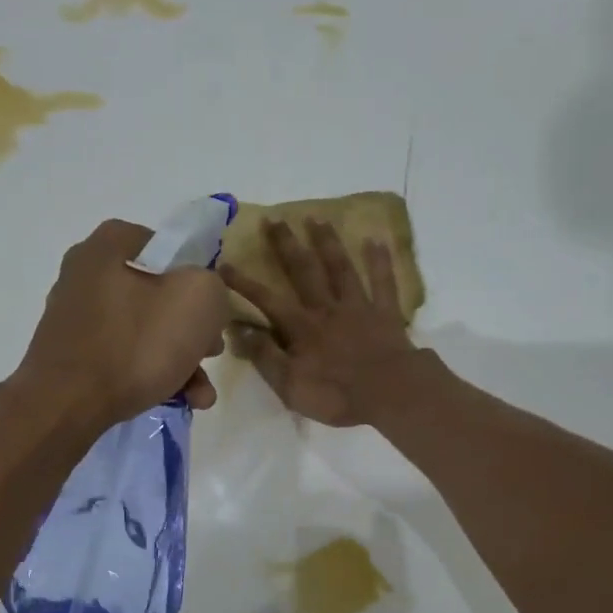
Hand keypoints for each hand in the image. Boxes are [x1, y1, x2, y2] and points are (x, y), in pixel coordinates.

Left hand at [18, 219, 229, 427]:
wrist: (66, 406)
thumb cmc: (135, 344)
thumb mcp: (198, 300)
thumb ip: (212, 286)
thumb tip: (204, 297)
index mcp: (108, 246)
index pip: (167, 247)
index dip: (198, 276)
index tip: (212, 309)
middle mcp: (86, 275)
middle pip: (159, 295)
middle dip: (193, 329)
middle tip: (211, 353)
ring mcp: (76, 318)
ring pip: (145, 331)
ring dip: (181, 360)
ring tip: (201, 393)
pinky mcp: (72, 356)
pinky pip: (123, 357)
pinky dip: (152, 374)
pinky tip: (178, 400)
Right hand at [220, 219, 420, 427]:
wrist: (389, 393)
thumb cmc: (336, 395)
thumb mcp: (290, 386)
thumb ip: (265, 357)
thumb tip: (239, 331)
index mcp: (301, 328)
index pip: (266, 300)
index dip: (244, 283)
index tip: (223, 264)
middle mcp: (326, 309)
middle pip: (304, 271)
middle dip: (287, 245)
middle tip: (275, 219)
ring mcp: (358, 308)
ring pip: (341, 268)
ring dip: (328, 242)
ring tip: (318, 218)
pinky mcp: (386, 313)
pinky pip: (383, 282)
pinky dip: (380, 261)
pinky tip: (376, 240)